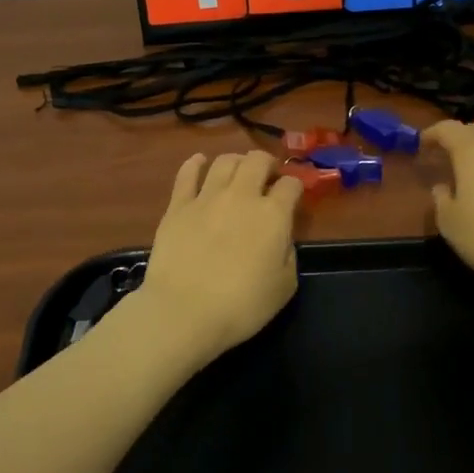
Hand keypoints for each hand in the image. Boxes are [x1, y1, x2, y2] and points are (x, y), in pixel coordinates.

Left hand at [137, 151, 301, 365]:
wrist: (184, 311)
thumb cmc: (242, 306)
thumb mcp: (285, 286)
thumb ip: (287, 253)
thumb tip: (280, 238)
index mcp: (273, 215)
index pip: (291, 185)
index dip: (295, 187)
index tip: (293, 196)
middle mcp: (242, 196)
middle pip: (257, 160)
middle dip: (267, 164)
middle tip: (267, 177)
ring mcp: (207, 197)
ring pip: (225, 161)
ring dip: (237, 162)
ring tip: (238, 172)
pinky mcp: (178, 205)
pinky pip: (187, 173)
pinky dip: (196, 163)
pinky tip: (200, 162)